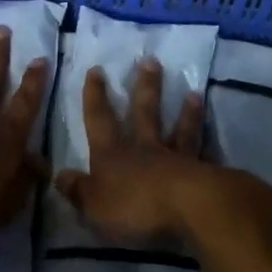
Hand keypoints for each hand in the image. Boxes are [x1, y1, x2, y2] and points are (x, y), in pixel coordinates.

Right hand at [53, 58, 211, 243]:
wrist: (189, 209)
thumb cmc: (135, 206)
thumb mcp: (94, 205)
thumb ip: (78, 190)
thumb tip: (59, 175)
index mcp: (112, 156)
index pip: (99, 121)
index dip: (95, 97)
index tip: (96, 70)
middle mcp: (144, 150)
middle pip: (144, 114)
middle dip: (144, 88)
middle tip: (150, 61)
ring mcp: (176, 160)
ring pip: (178, 130)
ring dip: (184, 112)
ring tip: (193, 92)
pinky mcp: (202, 174)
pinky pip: (202, 153)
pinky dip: (207, 143)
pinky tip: (213, 135)